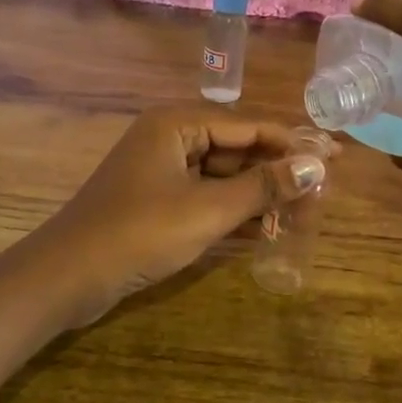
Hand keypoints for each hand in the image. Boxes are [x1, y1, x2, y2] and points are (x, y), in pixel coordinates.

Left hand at [40, 108, 329, 306]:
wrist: (66, 278)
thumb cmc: (139, 233)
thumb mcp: (207, 210)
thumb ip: (263, 187)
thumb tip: (316, 167)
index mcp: (177, 124)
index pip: (249, 125)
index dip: (293, 143)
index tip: (334, 159)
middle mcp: (170, 139)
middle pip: (237, 150)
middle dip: (277, 173)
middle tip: (321, 195)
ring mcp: (161, 173)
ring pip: (223, 178)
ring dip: (259, 196)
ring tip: (303, 216)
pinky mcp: (157, 203)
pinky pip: (205, 199)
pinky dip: (233, 213)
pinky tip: (267, 233)